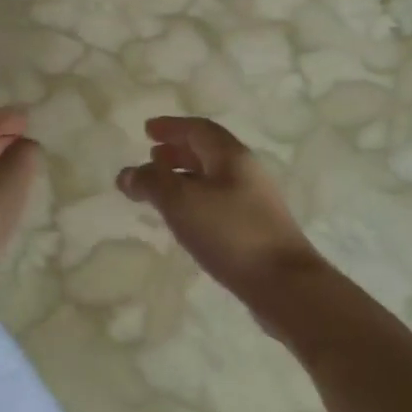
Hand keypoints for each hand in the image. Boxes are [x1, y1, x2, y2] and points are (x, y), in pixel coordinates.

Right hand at [117, 116, 325, 306]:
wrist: (284, 284)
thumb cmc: (230, 233)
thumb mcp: (181, 203)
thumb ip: (151, 183)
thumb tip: (127, 174)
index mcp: (231, 156)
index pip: (198, 129)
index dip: (171, 127)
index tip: (147, 130)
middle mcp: (246, 171)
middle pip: (208, 151)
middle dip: (177, 150)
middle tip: (151, 156)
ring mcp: (254, 200)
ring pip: (213, 177)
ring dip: (185, 176)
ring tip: (161, 188)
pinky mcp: (256, 227)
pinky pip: (219, 200)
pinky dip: (195, 199)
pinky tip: (185, 218)